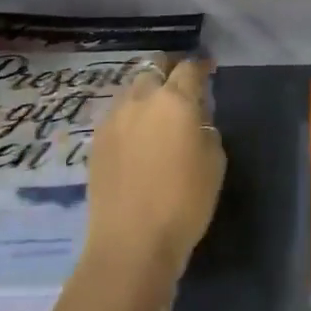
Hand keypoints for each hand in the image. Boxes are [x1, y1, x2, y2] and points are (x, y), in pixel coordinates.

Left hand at [84, 57, 225, 291]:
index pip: (189, 68)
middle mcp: (141, 100)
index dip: (201, 66)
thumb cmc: (185, 202)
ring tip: (157, 109)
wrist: (131, 244)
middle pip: (153, 67)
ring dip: (147, 90)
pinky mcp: (96, 141)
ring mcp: (113, 119)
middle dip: (169, 69)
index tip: (209, 70)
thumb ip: (205, 127)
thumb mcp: (214, 160)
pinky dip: (130, 114)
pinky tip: (138, 133)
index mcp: (175, 100)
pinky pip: (116, 113)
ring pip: (131, 88)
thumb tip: (195, 116)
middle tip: (181, 84)